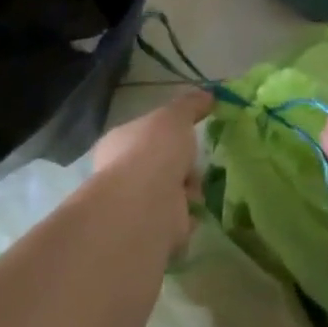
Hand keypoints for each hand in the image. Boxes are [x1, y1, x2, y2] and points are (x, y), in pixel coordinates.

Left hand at [93, 91, 208, 257]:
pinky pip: (178, 220)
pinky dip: (188, 217)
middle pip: (160, 165)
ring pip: (171, 193)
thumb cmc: (154, 150)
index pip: (143, 135)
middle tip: (196, 162)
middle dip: (181, 165)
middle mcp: (120, 174)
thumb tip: (208, 94)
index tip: (188, 133)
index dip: (167, 134)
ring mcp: (134, 206)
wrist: (146, 205)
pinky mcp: (150, 232)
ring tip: (194, 189)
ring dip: (188, 191)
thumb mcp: (176, 115)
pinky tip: (192, 211)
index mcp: (119, 143)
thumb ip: (191, 104)